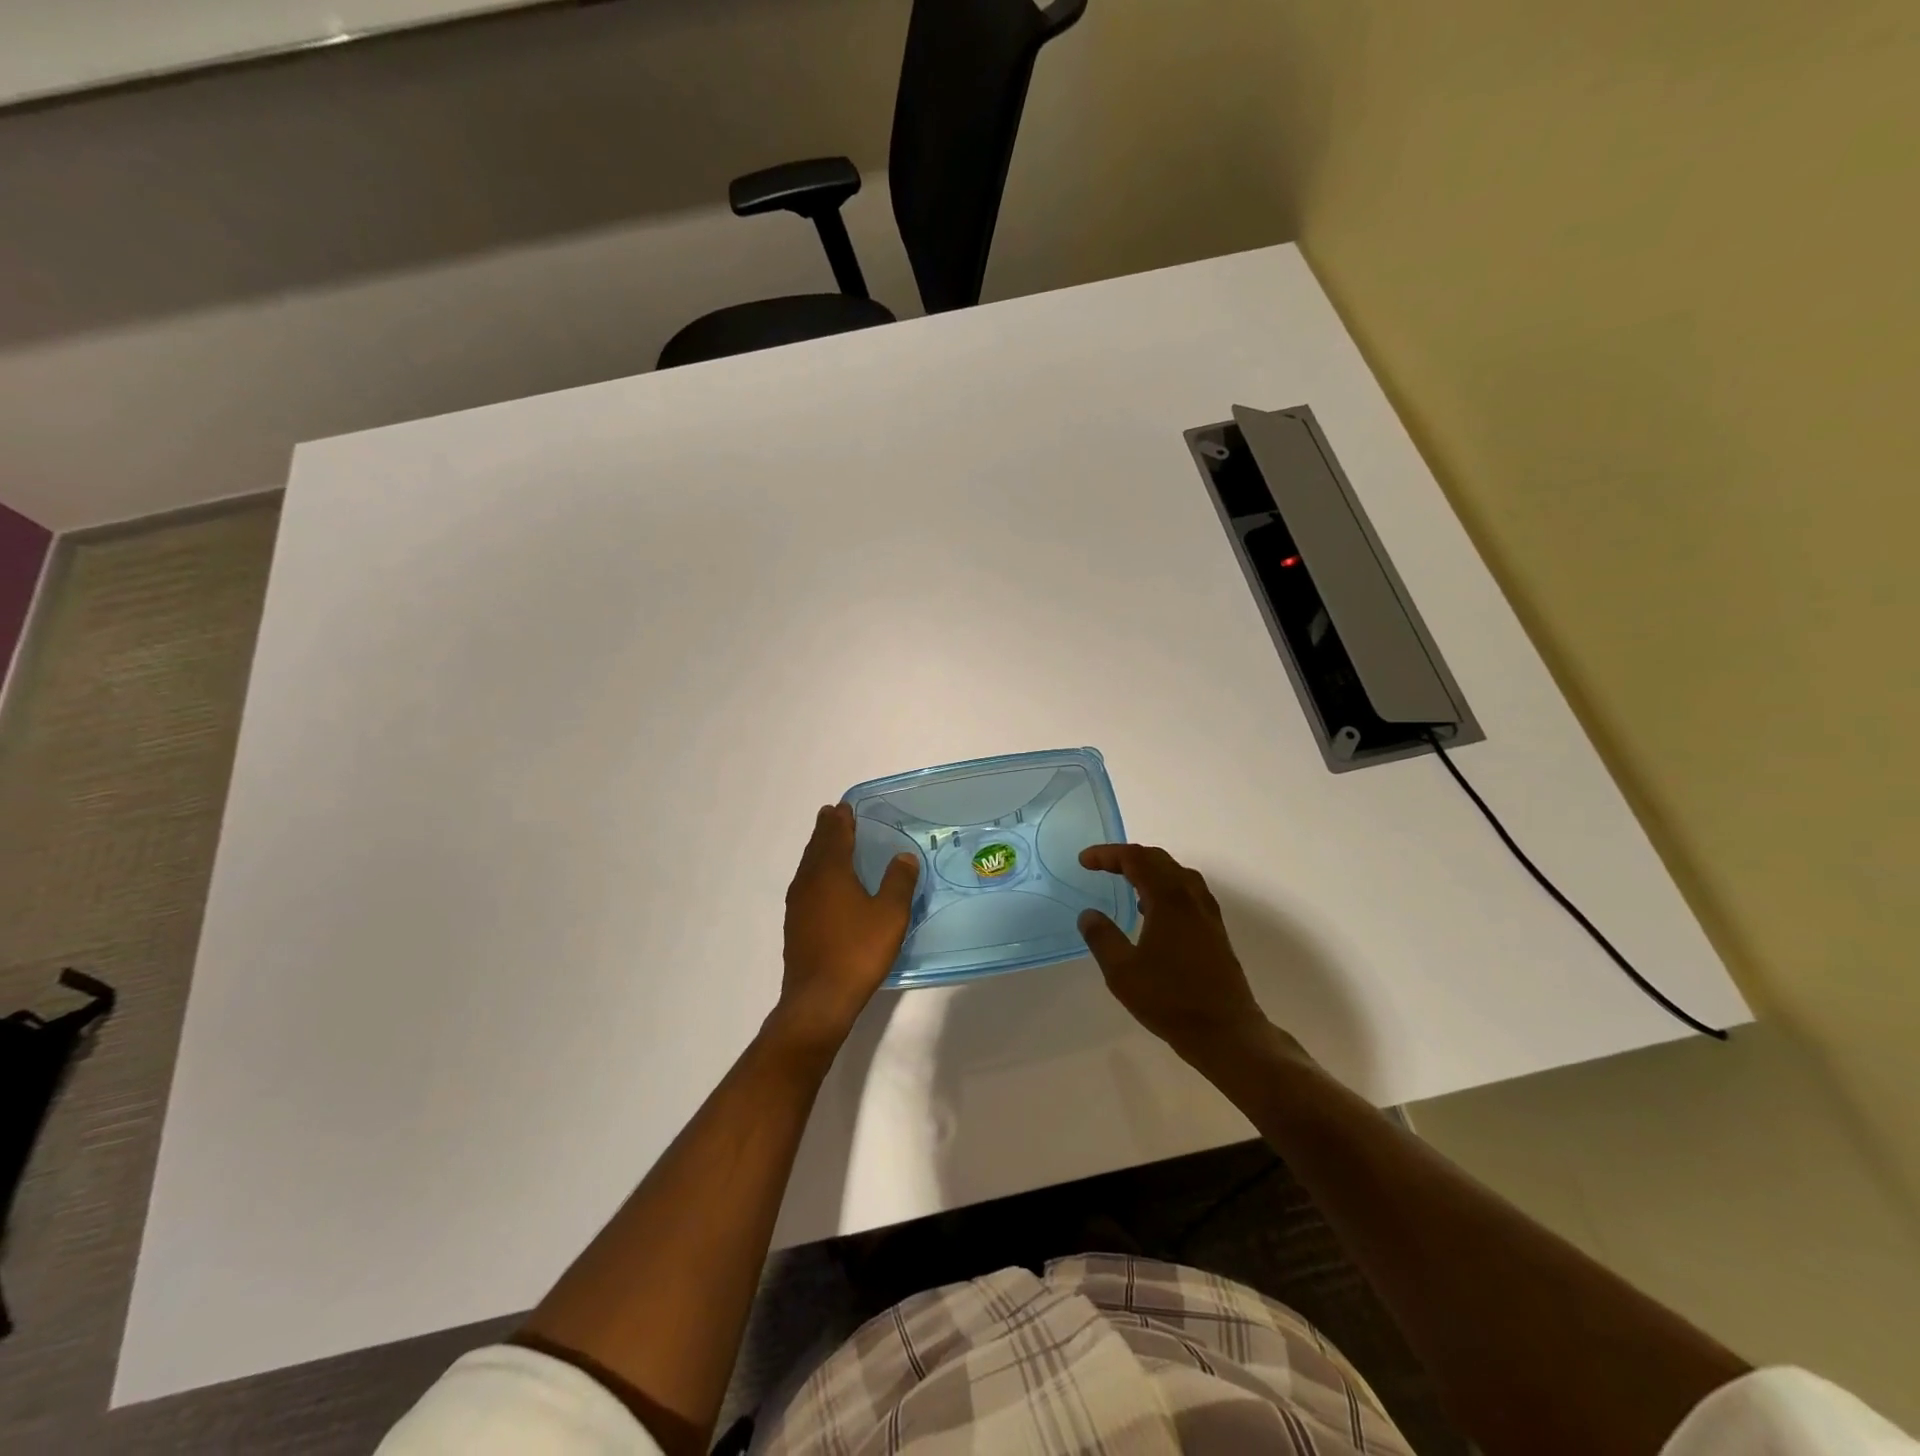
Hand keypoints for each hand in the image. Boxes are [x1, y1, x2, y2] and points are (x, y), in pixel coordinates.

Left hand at [772, 803, 919, 1054]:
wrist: (819, 999)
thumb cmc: (858, 951)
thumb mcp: (890, 914)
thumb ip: (898, 882)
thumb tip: (903, 857)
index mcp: (831, 872)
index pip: (835, 836)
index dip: (841, 820)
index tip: (843, 807)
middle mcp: (809, 881)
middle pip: (817, 847)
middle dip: (826, 830)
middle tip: (833, 815)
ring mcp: (798, 904)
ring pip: (808, 866)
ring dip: (819, 850)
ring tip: (828, 843)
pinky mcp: (796, 924)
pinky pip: (806, 885)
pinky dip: (815, 872)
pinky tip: (823, 885)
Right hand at [1077, 843, 1291, 1062]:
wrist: (1225, 1031)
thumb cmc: (1170, 1000)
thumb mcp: (1122, 972)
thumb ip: (1102, 938)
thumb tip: (1088, 914)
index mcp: (1168, 899)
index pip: (1136, 859)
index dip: (1108, 854)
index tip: (1084, 861)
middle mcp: (1191, 897)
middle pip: (1159, 860)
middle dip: (1127, 857)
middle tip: (1101, 865)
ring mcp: (1207, 913)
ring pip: (1177, 874)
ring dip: (1149, 870)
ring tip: (1126, 882)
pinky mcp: (1215, 930)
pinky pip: (1187, 891)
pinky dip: (1165, 887)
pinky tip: (1152, 911)